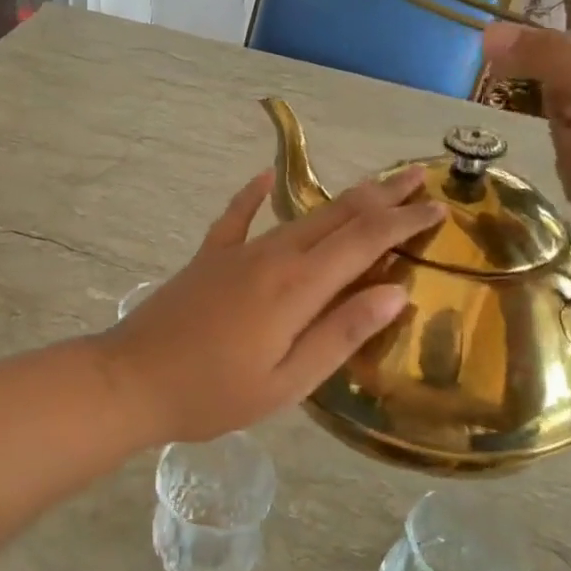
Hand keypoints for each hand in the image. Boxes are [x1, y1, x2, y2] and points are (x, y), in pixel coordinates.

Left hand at [97, 168, 442, 444]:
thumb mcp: (287, 381)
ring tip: (373, 186)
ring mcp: (237, 252)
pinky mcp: (208, 258)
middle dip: (383, 195)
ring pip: (300, 216)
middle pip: (338, 216)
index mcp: (297, 286)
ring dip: (342, 199)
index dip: (404, 222)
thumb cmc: (213, 394)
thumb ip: (341, 334)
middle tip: (420, 175)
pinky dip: (254, 195)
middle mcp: (272, 256)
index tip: (439, 207)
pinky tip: (265, 177)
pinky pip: (237, 217)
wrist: (131, 380)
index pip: (365, 241)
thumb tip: (395, 292)